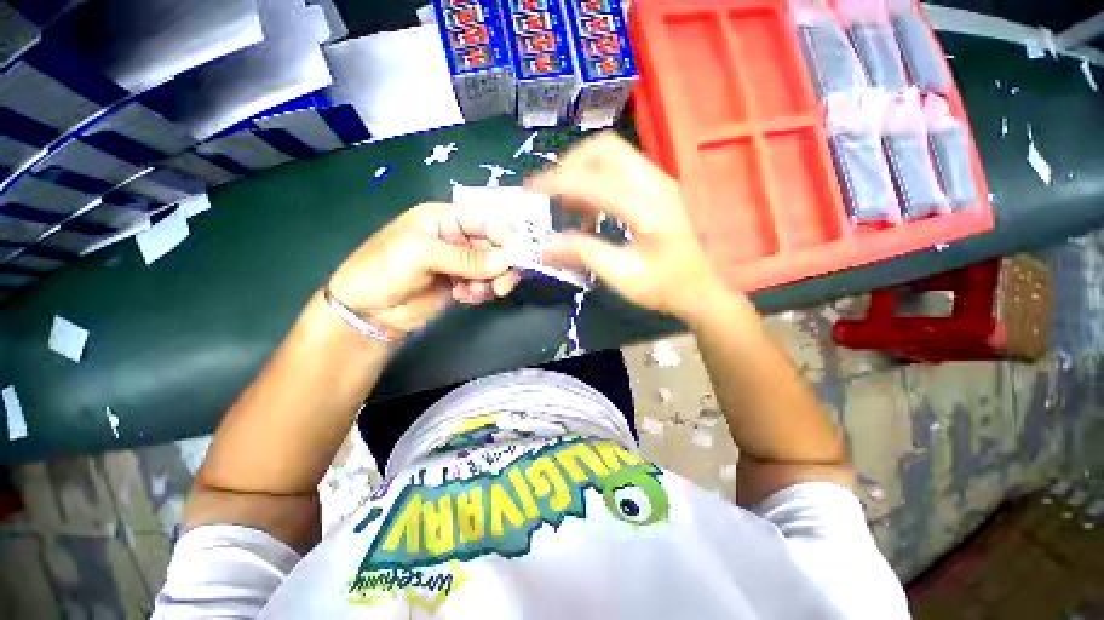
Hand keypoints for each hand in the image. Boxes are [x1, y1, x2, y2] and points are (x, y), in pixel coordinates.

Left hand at [327, 203, 521, 335]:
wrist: (366, 313)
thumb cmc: (383, 270)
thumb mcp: (421, 255)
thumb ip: (466, 258)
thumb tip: (508, 260)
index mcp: (445, 218)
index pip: (488, 219)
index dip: (507, 236)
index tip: (519, 258)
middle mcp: (457, 237)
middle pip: (496, 245)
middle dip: (502, 265)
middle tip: (501, 286)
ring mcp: (460, 262)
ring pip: (494, 267)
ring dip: (492, 281)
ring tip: (475, 293)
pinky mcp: (461, 283)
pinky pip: (485, 284)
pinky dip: (482, 292)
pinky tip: (464, 298)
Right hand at [530, 133, 728, 321]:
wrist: (696, 288)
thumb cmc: (663, 286)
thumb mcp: (621, 275)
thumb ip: (583, 254)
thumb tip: (544, 246)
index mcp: (648, 206)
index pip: (594, 181)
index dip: (558, 183)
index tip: (530, 192)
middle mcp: (654, 182)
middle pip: (603, 149)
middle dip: (569, 165)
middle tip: (550, 193)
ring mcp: (656, 181)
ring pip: (610, 154)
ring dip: (581, 172)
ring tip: (564, 204)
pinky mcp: (653, 187)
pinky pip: (616, 170)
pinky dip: (594, 182)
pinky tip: (587, 212)